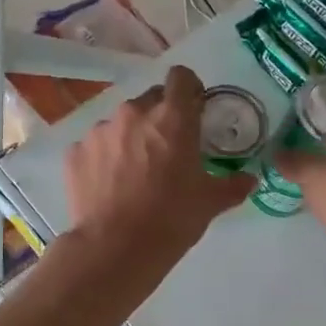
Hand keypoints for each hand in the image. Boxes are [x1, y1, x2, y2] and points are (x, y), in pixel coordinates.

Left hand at [64, 65, 254, 281]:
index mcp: (172, 118)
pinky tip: (110, 187)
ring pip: (121, 124)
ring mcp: (100, 131)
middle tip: (167, 151)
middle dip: (160, 118)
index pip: (181, 77)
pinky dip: (105, 159)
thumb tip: (249, 180)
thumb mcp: (209, 203)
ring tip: (134, 174)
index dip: (189, 89)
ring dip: (131, 139)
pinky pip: (96, 147)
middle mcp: (134, 113)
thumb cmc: (171, 219)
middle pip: (150, 100)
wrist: (115, 248)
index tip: (193, 109)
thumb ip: (232, 185)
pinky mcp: (76, 152)